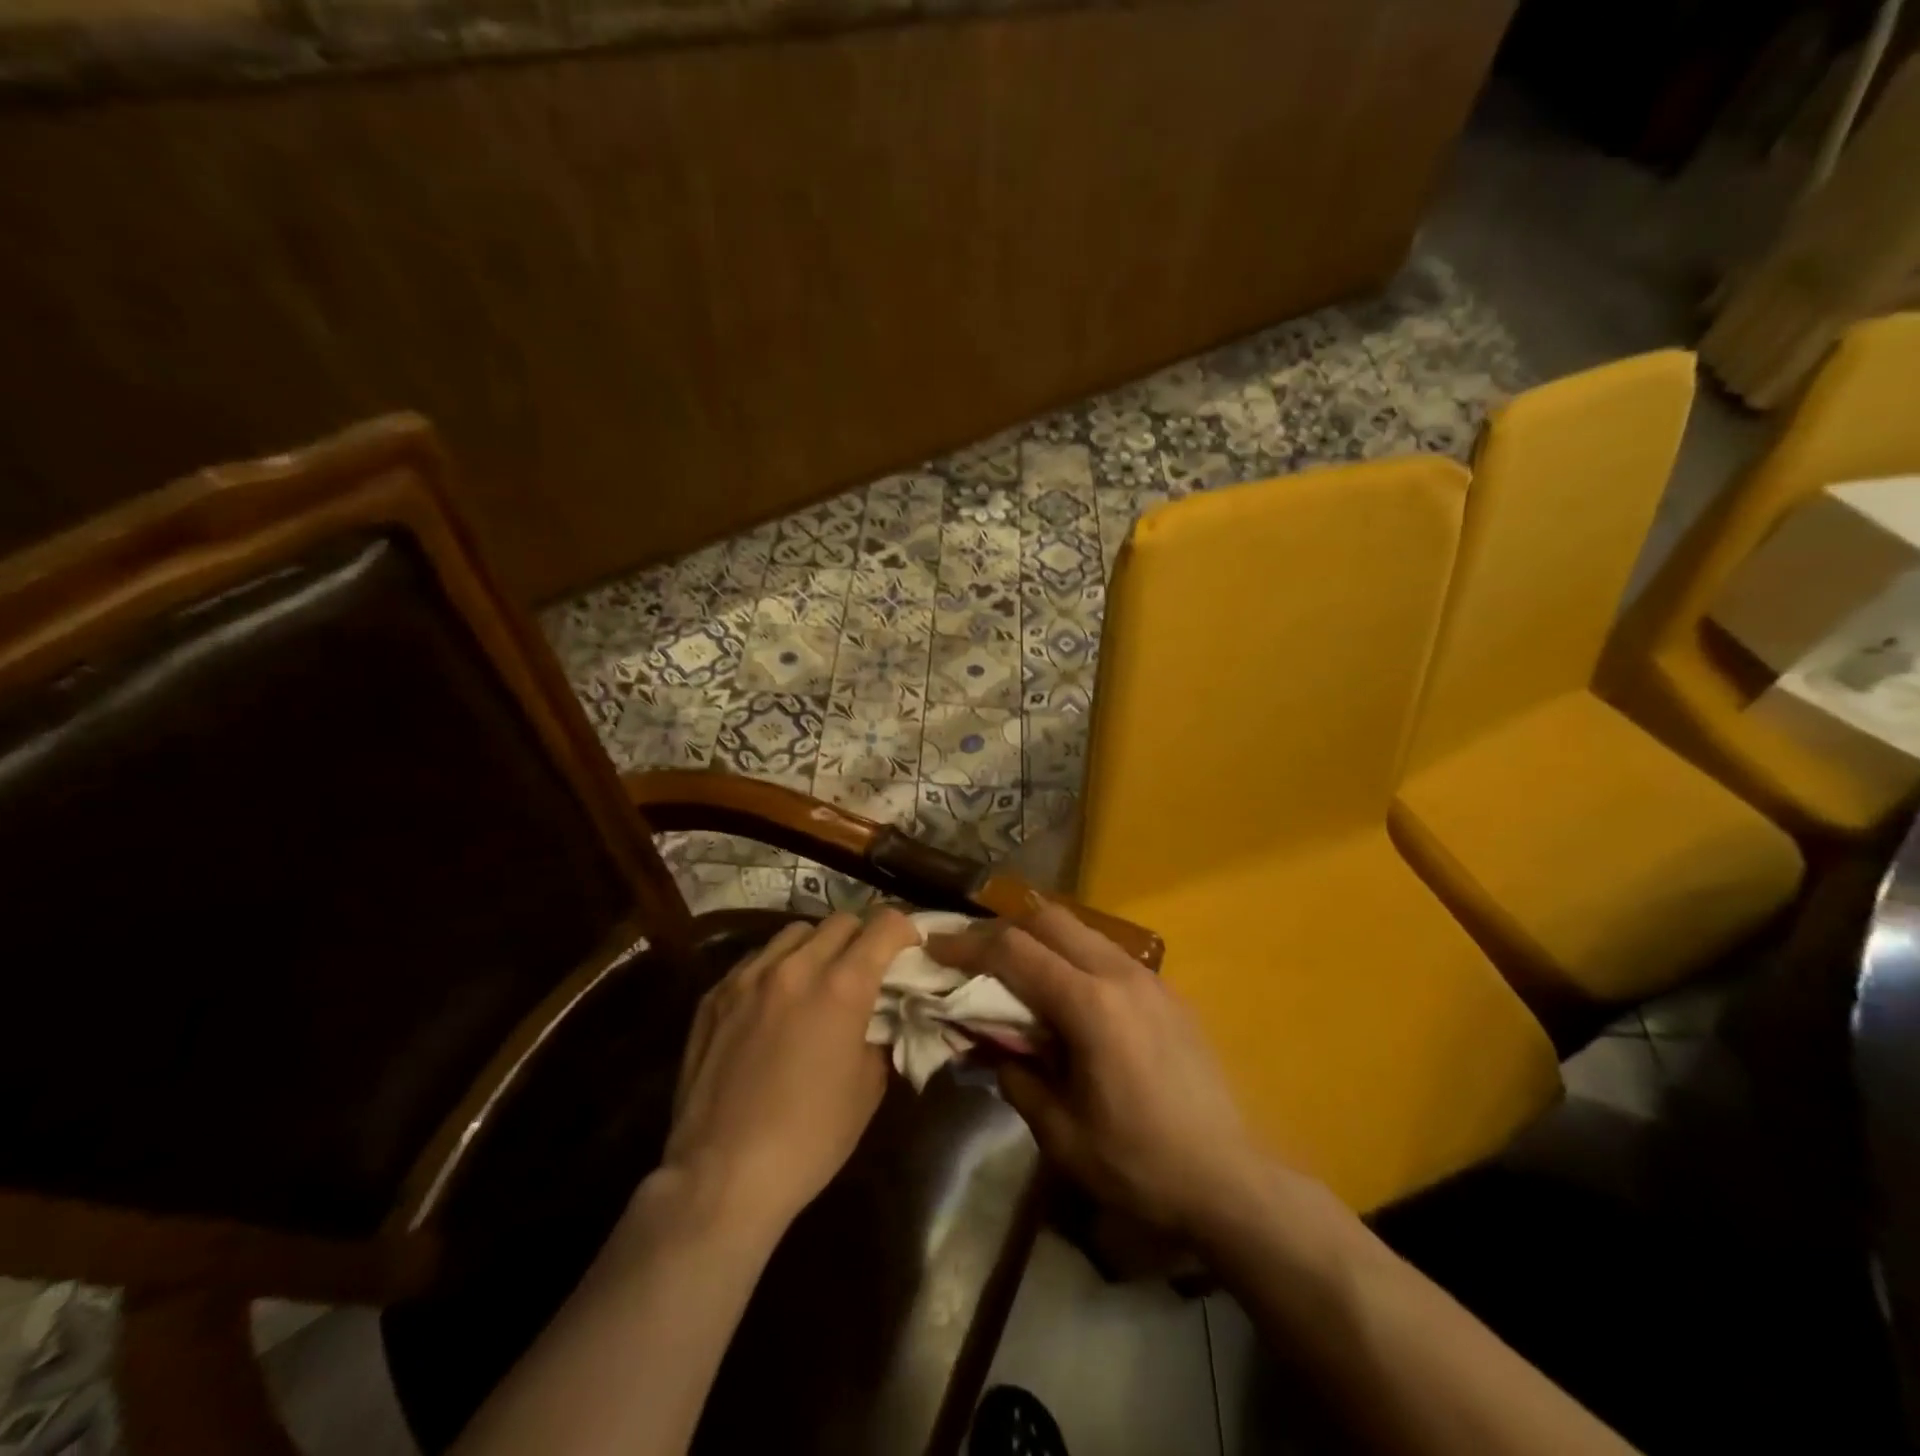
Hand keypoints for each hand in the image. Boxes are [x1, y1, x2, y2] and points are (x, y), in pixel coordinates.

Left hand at [663, 909, 919, 1236]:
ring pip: (794, 932)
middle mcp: (795, 967)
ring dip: (817, 947)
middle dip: (862, 937)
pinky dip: (776, 968)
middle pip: (840, 920)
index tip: (909, 947)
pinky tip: (774, 1003)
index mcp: (842, 987)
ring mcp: (748, 977)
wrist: (723, 1176)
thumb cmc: (810, 1138)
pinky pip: (755, 960)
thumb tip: (876, 1017)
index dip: (904, 929)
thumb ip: (877, 1035)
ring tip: (817, 979)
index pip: (884, 925)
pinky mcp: (714, 995)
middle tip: (866, 967)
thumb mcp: (867, 1088)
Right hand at [928, 904, 1267, 1236]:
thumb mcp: (1061, 1134)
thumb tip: (991, 1047)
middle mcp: (1120, 975)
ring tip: (1018, 973)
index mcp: (1089, 1006)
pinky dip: (1075, 956)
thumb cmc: (1139, 1164)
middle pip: (1049, 920)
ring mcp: (1150, 978)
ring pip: (1082, 930)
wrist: (1229, 1179)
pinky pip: (1108, 953)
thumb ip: (1017, 1078)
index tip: (936, 946)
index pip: (1015, 952)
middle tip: (975, 957)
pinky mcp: (1168, 992)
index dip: (968, 945)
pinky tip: (1069, 996)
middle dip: (1005, 929)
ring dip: (1042, 939)